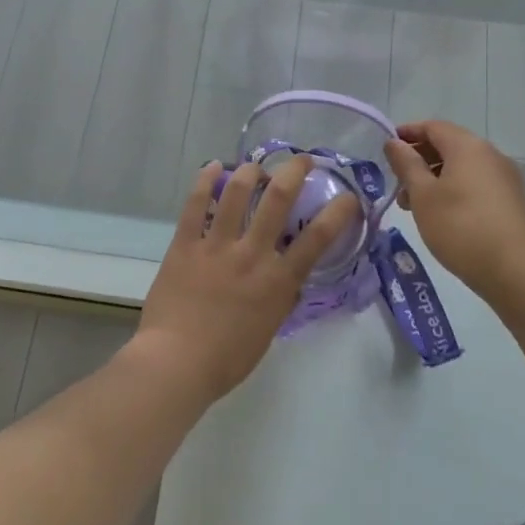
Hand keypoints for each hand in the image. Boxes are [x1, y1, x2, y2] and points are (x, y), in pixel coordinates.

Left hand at [134, 157, 359, 403]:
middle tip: (302, 160)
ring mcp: (217, 245)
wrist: (176, 363)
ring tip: (255, 166)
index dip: (339, 211)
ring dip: (250, 171)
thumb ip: (280, 299)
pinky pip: (195, 204)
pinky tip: (213, 166)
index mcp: (277, 280)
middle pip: (278, 198)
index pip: (318, 237)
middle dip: (294, 171)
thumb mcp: (268, 330)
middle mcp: (252, 253)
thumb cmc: (227, 359)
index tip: (347, 196)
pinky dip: (204, 181)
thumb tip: (288, 278)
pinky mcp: (185, 244)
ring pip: (236, 192)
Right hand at [384, 120, 524, 292]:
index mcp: (468, 146)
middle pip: (448, 145)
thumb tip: (394, 143)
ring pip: (461, 167)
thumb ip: (406, 164)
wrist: (513, 271)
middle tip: (396, 181)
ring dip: (434, 177)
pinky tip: (439, 214)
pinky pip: (475, 183)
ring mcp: (504, 177)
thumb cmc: (459, 227)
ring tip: (412, 205)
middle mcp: (490, 154)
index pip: (433, 127)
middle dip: (419, 159)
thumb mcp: (423, 195)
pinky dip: (453, 189)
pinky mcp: (510, 200)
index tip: (387, 148)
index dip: (407, 133)